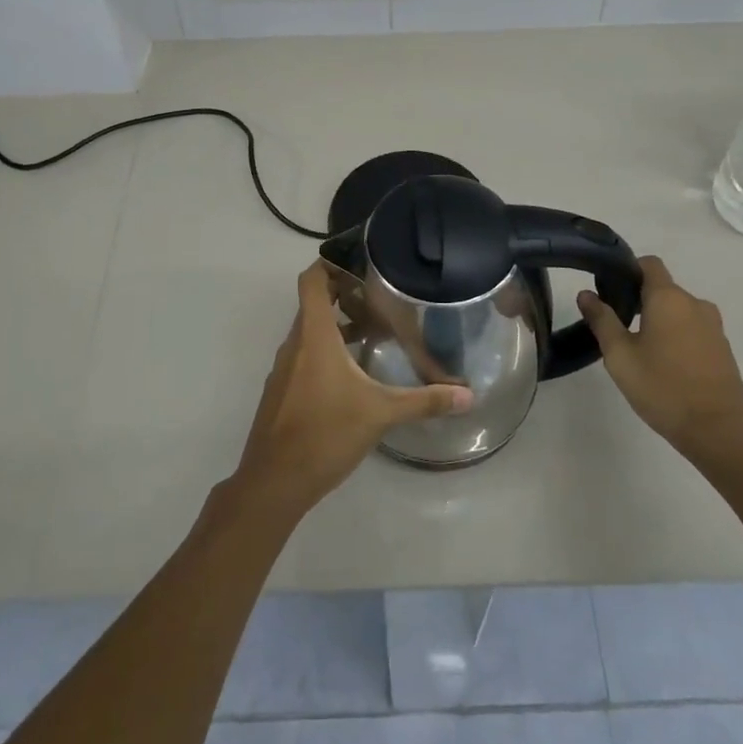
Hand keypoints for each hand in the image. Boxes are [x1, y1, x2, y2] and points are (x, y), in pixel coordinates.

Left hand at [232, 261, 473, 516]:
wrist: (274, 482)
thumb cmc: (325, 434)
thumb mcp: (380, 414)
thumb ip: (424, 401)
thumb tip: (468, 395)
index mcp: (314, 336)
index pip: (312, 280)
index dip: (329, 263)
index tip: (358, 261)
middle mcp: (295, 344)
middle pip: (314, 303)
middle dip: (343, 295)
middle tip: (379, 297)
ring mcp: (284, 368)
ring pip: (309, 332)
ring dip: (336, 326)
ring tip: (372, 333)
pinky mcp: (282, 391)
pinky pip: (304, 356)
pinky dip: (326, 352)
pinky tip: (353, 374)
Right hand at [576, 256, 742, 466]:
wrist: (719, 431)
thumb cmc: (663, 388)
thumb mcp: (620, 356)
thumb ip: (602, 320)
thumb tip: (586, 294)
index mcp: (668, 298)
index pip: (649, 264)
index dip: (628, 270)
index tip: (610, 290)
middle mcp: (695, 304)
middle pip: (662, 289)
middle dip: (639, 300)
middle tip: (617, 328)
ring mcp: (713, 326)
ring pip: (678, 311)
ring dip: (659, 321)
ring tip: (640, 350)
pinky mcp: (722, 348)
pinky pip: (693, 329)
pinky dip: (677, 337)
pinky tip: (664, 365)